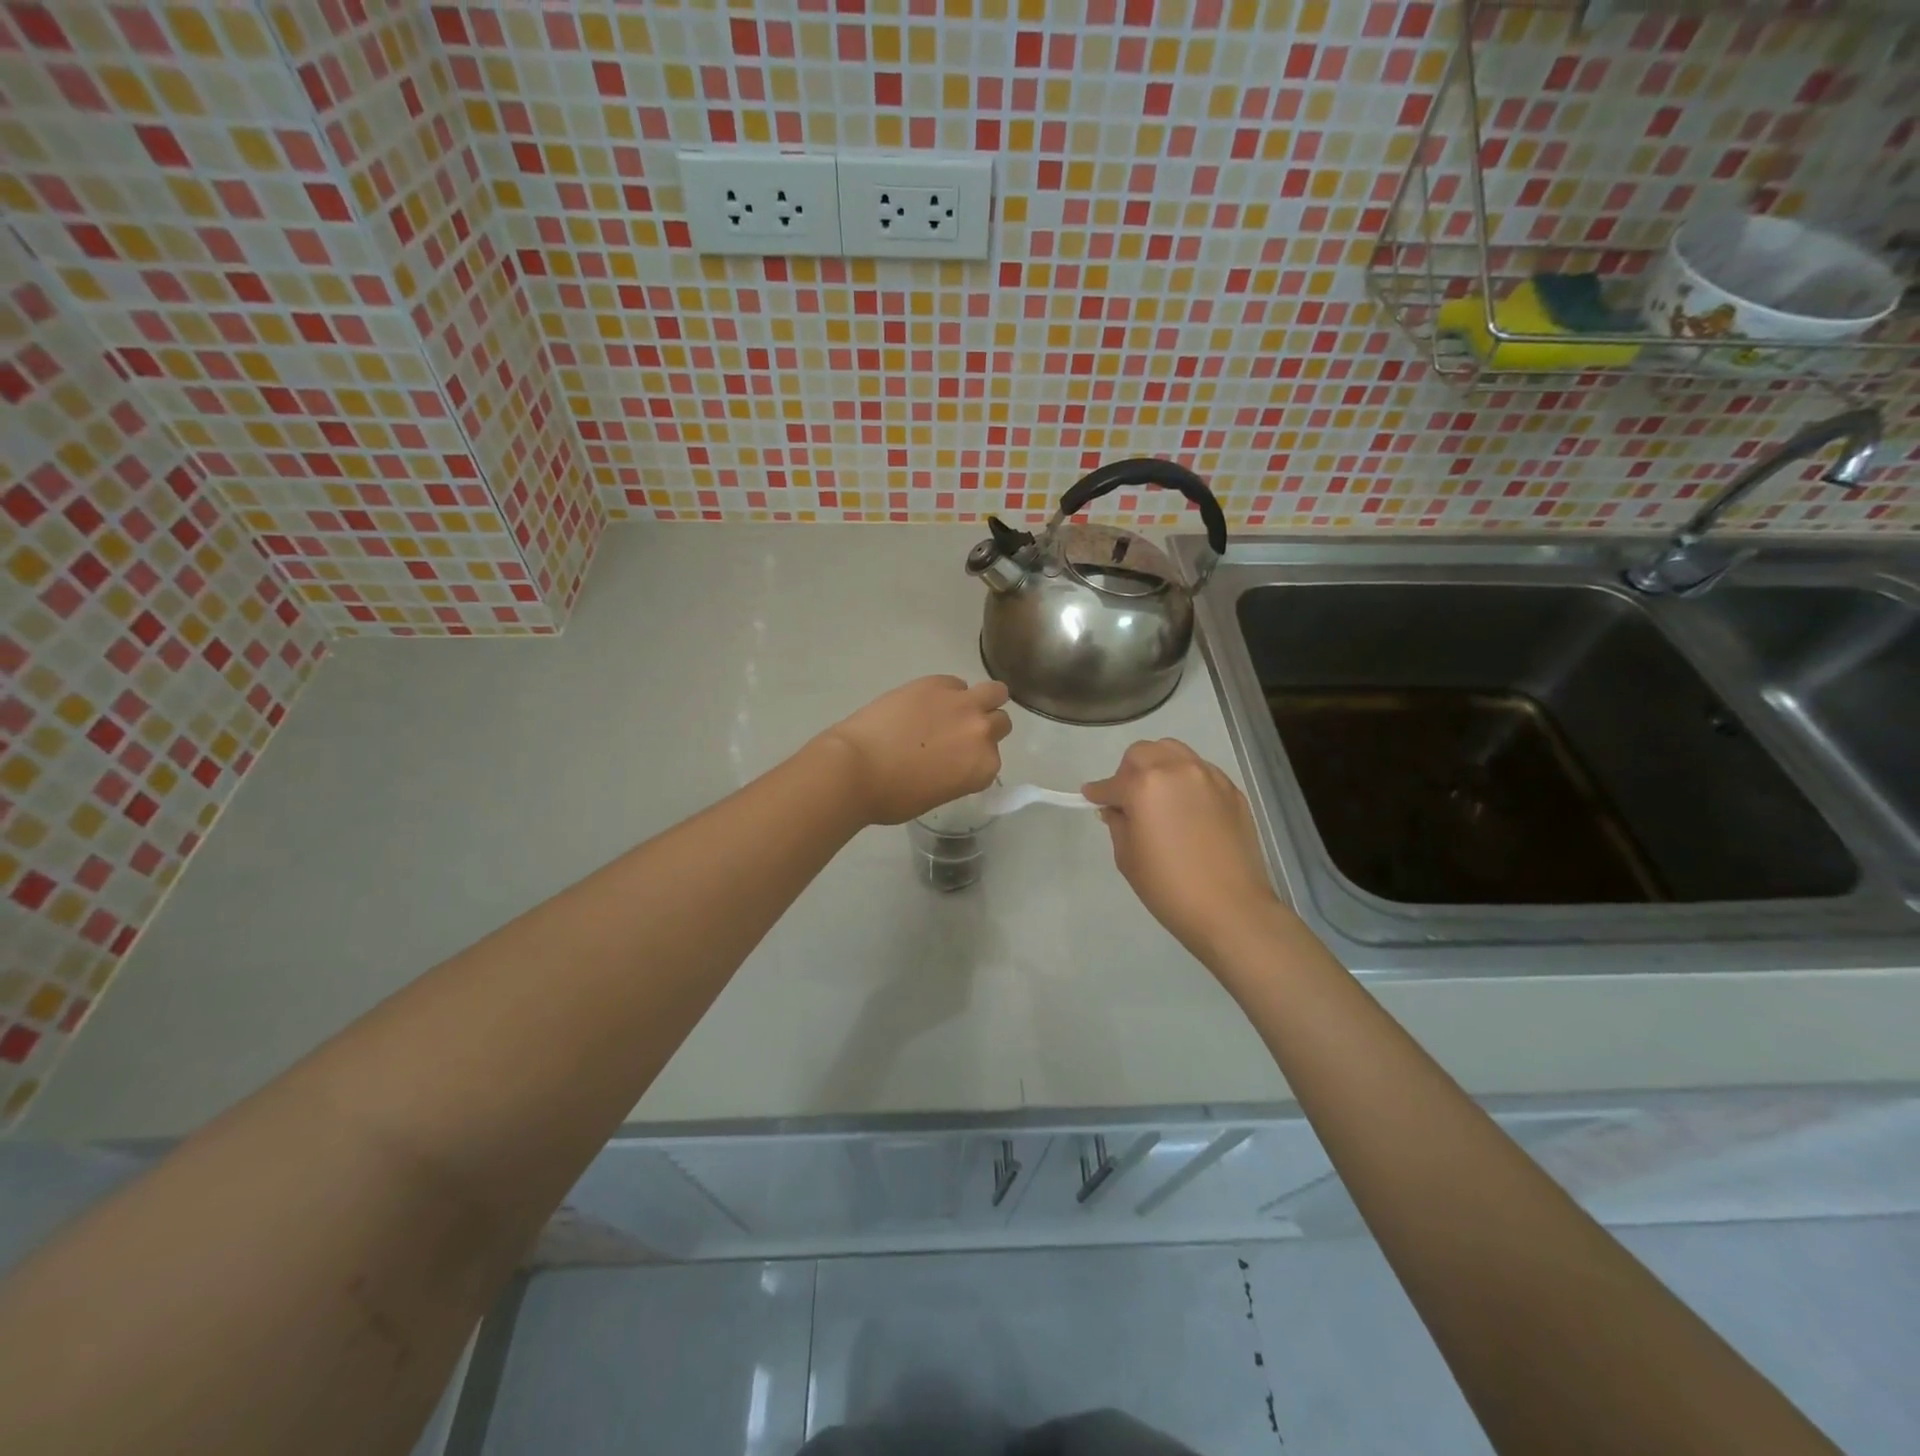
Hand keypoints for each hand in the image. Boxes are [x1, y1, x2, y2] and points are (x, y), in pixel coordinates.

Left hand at [820, 676, 1012, 825]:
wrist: (856, 767)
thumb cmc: (891, 797)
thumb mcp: (936, 795)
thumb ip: (957, 774)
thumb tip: (951, 760)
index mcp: (983, 767)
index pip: (993, 759)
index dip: (975, 759)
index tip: (957, 761)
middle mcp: (982, 732)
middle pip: (1000, 722)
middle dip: (983, 728)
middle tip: (957, 734)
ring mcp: (961, 703)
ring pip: (994, 692)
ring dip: (983, 699)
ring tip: (957, 708)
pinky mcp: (936, 683)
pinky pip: (955, 683)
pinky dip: (947, 692)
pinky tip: (924, 702)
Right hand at [1083, 739, 1279, 962]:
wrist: (1230, 908)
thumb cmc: (1169, 886)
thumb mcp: (1128, 857)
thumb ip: (1118, 823)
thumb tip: (1116, 809)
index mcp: (1144, 785)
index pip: (1112, 783)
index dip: (1098, 793)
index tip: (1092, 798)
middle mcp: (1177, 769)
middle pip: (1143, 753)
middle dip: (1129, 771)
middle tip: (1128, 799)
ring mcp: (1209, 777)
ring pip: (1175, 752)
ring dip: (1159, 767)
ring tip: (1158, 796)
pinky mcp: (1232, 790)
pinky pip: (1201, 771)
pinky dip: (1186, 780)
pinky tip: (1187, 808)